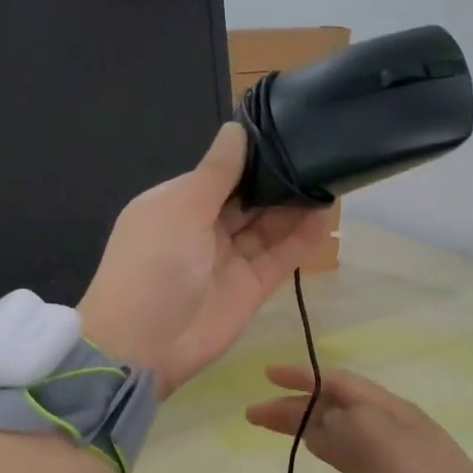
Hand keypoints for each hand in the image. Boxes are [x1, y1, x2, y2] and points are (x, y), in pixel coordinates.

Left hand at [78, 125, 335, 395]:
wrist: (144, 344)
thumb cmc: (153, 264)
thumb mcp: (180, 207)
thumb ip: (216, 172)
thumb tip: (236, 129)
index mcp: (177, 204)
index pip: (220, 174)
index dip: (252, 157)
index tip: (288, 134)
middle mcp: (203, 229)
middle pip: (247, 200)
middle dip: (277, 181)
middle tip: (319, 154)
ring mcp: (228, 260)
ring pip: (267, 227)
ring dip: (293, 206)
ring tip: (329, 178)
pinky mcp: (250, 288)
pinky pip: (279, 257)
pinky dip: (300, 238)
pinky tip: (324, 214)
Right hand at [246, 366, 472, 472]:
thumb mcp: (387, 444)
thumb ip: (348, 426)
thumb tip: (315, 420)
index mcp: (387, 407)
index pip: (337, 382)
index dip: (302, 376)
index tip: (267, 375)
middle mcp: (383, 422)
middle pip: (330, 406)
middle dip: (293, 404)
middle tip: (253, 412)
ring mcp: (383, 450)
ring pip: (333, 429)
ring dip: (301, 424)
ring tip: (267, 425)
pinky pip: (343, 453)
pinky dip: (321, 445)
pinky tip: (307, 445)